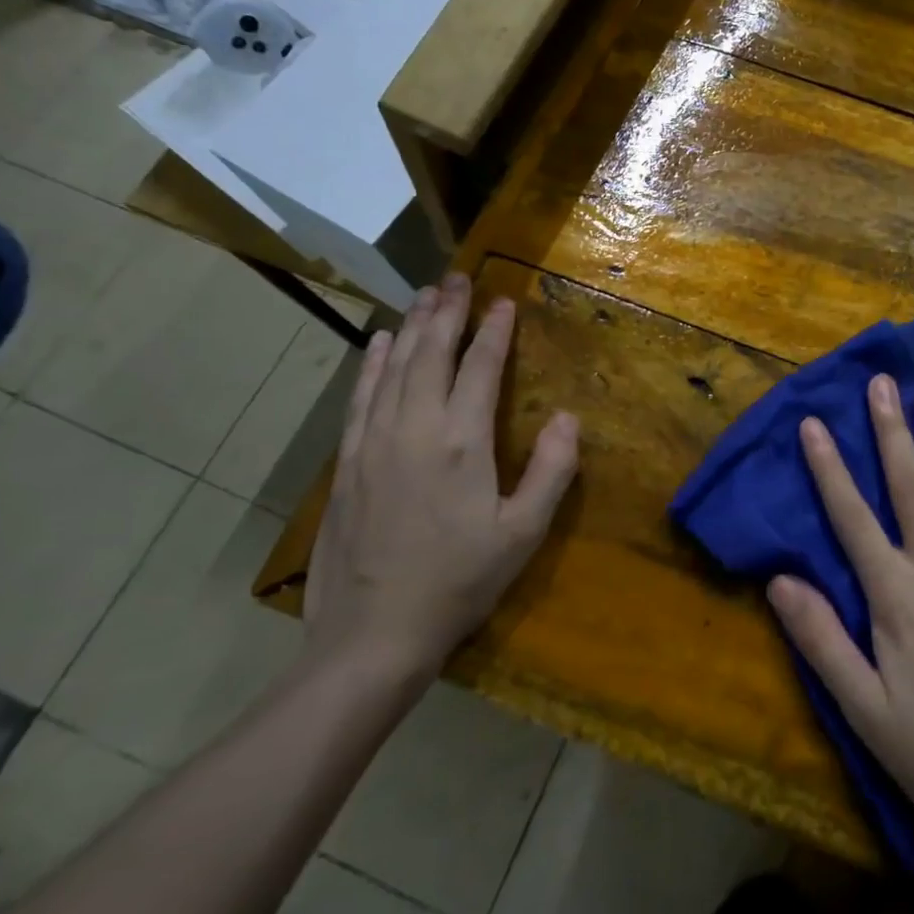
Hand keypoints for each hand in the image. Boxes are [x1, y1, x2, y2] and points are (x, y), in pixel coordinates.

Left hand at [304, 275, 578, 685]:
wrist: (371, 635)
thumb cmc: (457, 583)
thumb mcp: (522, 534)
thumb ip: (550, 470)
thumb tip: (566, 417)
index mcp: (462, 442)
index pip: (480, 367)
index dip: (494, 330)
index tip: (504, 301)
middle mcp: (415, 428)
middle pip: (432, 353)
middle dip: (448, 312)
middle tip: (459, 278)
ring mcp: (374, 442)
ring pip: (394, 367)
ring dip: (412, 326)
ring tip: (426, 295)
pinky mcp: (347, 462)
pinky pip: (361, 396)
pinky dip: (372, 363)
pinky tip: (379, 342)